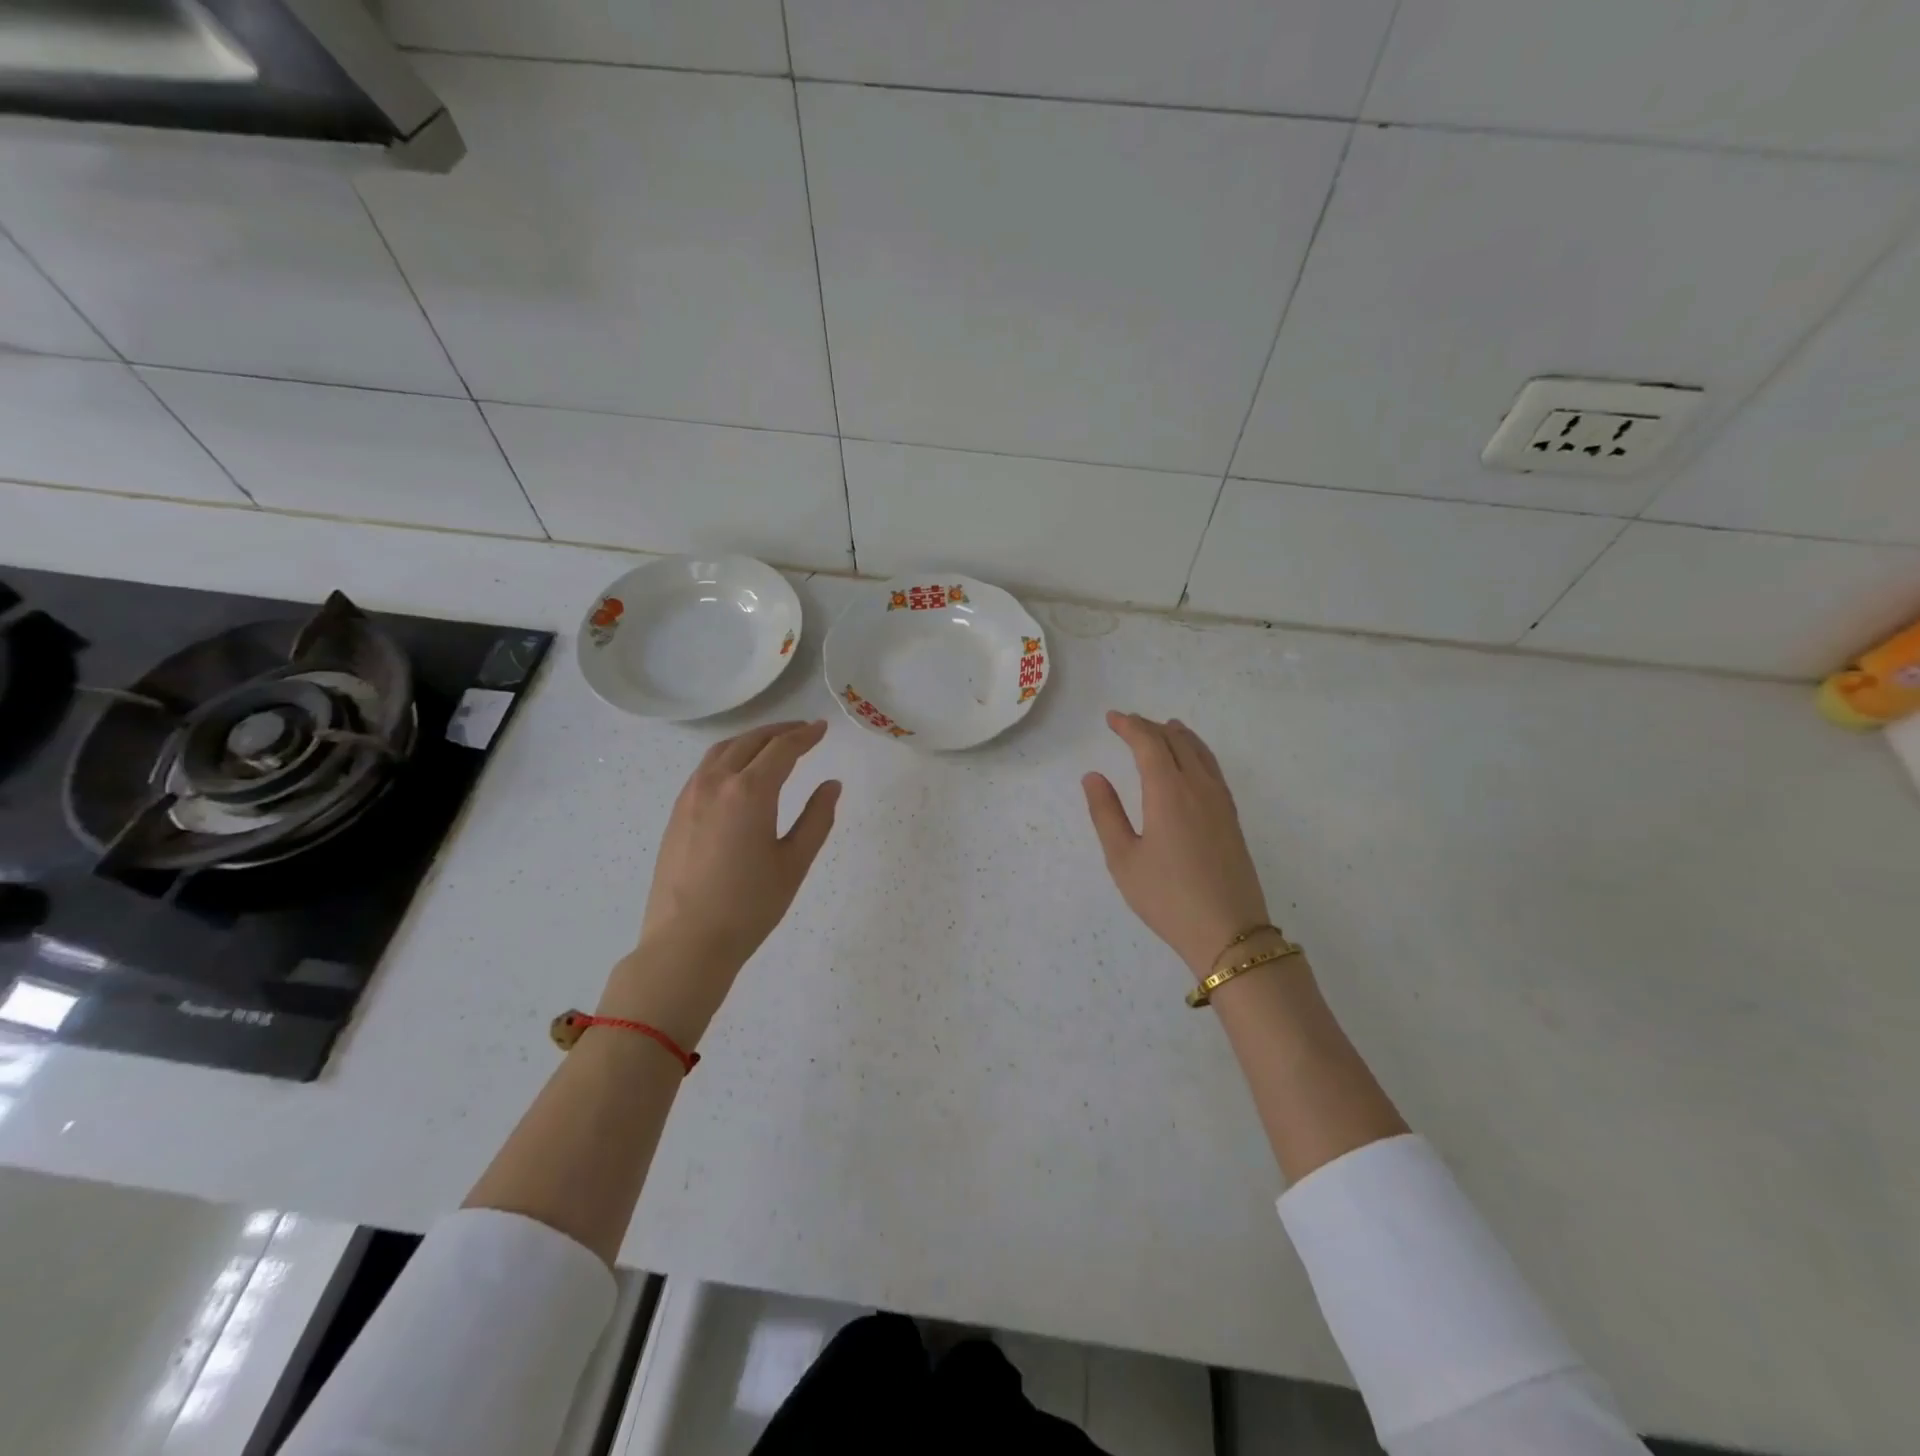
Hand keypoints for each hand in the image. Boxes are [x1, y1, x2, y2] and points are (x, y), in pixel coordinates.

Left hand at [604, 721, 839, 1038]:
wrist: (686, 942)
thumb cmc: (749, 906)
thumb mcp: (794, 863)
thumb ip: (817, 818)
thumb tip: (831, 785)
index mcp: (750, 792)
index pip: (782, 749)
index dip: (805, 736)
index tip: (822, 729)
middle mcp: (716, 783)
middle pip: (750, 741)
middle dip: (779, 731)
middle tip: (803, 730)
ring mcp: (690, 796)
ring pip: (722, 750)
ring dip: (751, 739)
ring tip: (772, 743)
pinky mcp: (676, 813)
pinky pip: (705, 768)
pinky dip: (729, 756)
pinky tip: (739, 771)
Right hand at [1083, 711, 1270, 976]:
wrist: (1229, 932)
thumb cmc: (1167, 897)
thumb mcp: (1123, 859)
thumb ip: (1106, 813)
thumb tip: (1093, 776)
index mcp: (1168, 792)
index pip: (1149, 743)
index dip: (1129, 726)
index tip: (1111, 718)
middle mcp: (1198, 787)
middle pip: (1176, 741)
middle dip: (1150, 727)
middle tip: (1128, 724)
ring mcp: (1220, 801)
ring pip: (1200, 752)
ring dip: (1178, 736)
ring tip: (1164, 728)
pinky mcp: (1232, 818)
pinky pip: (1213, 769)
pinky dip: (1197, 752)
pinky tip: (1192, 763)